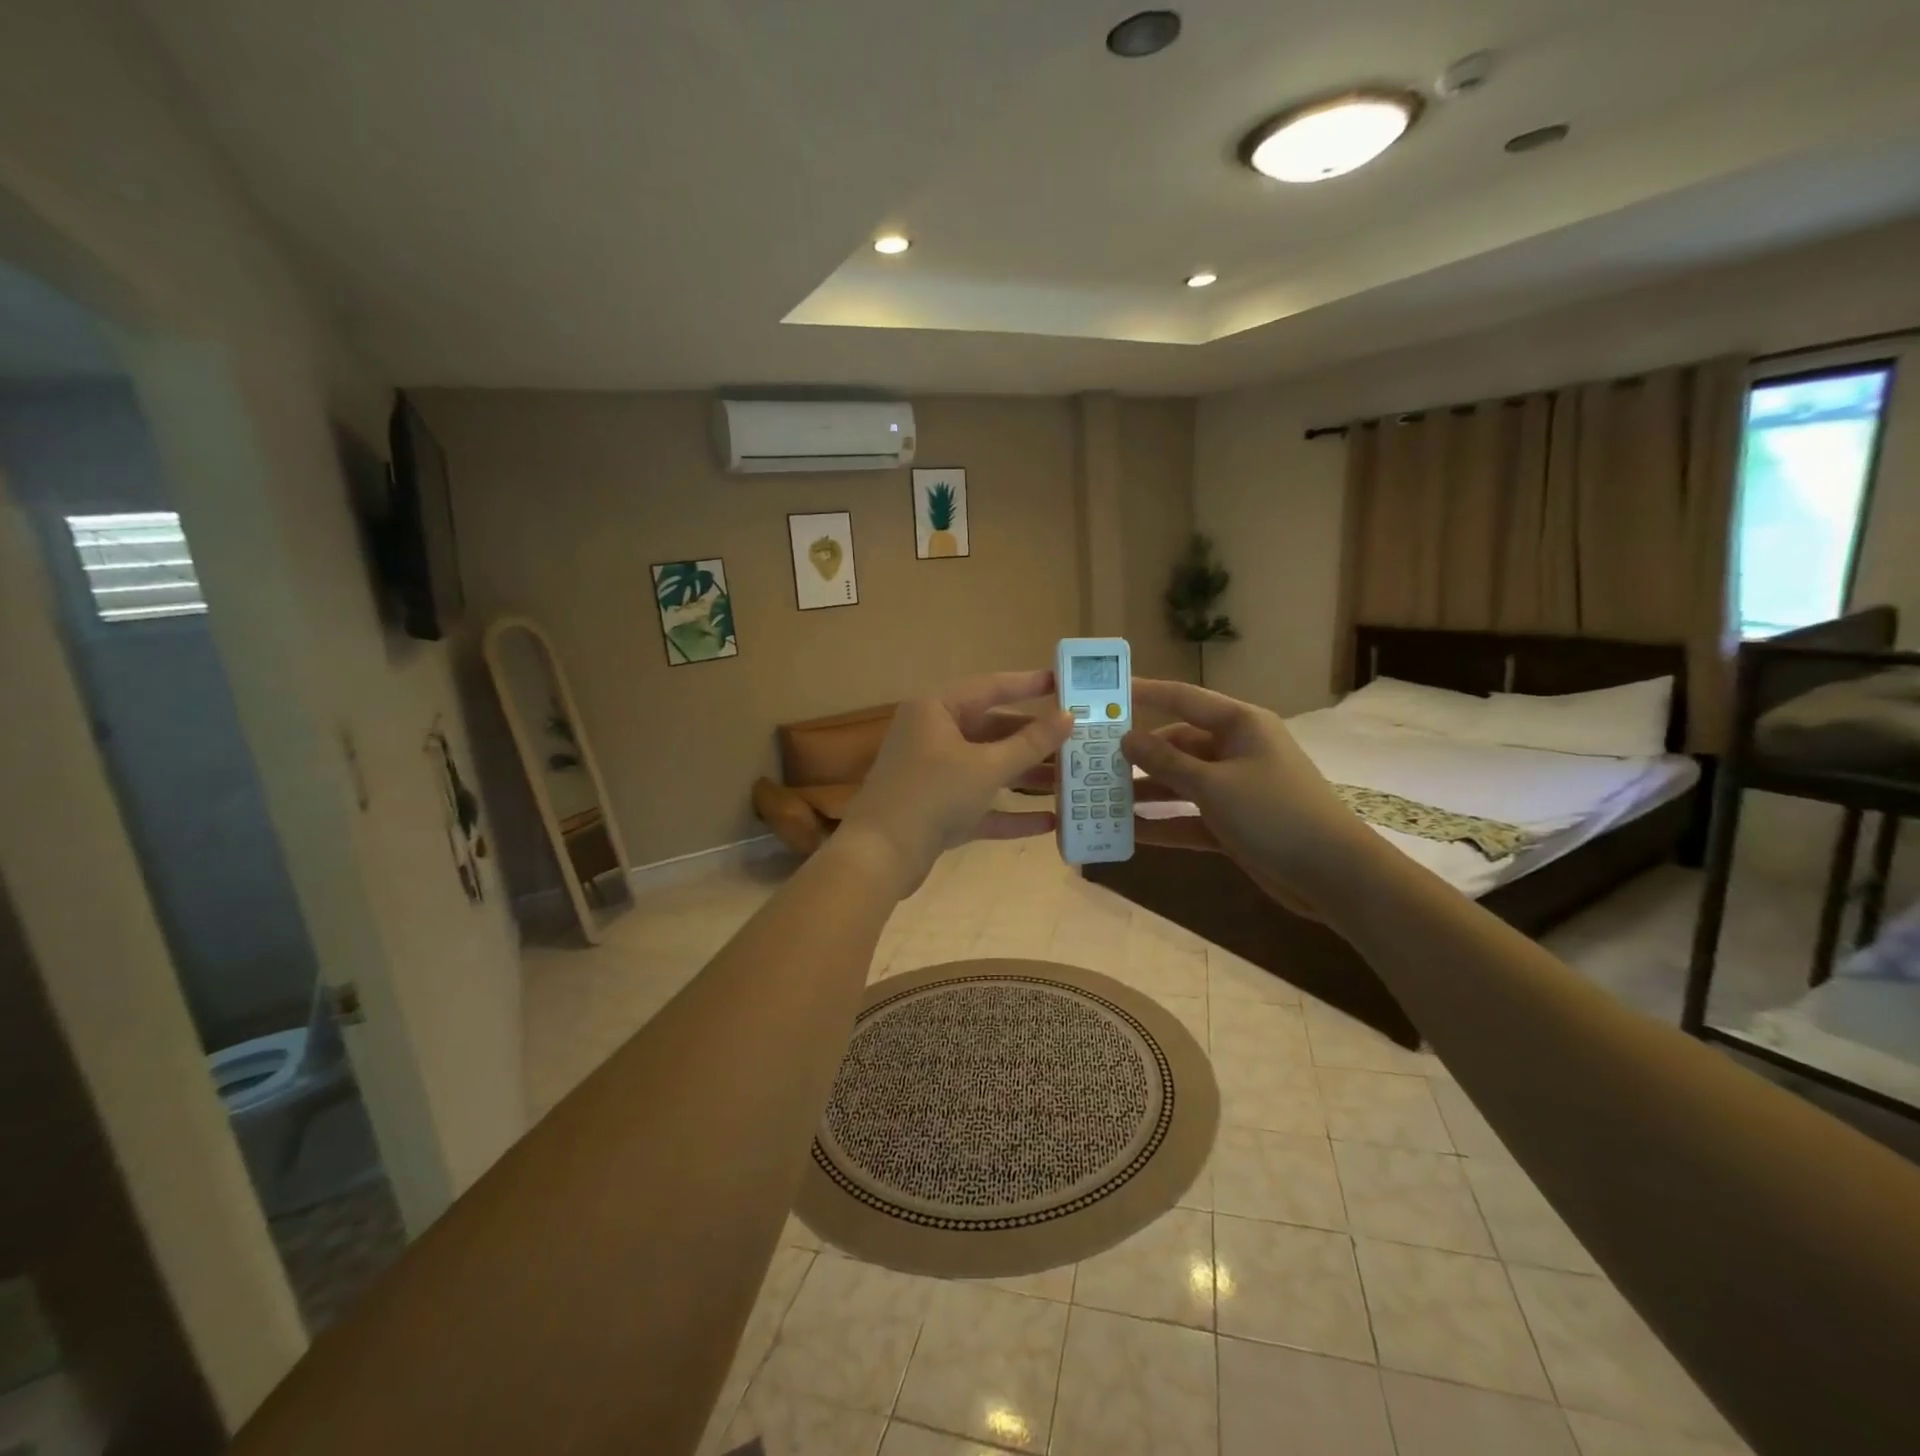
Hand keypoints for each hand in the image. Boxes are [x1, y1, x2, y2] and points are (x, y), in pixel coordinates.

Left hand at [836, 671, 1071, 897]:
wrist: (880, 855)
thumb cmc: (932, 795)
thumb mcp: (986, 767)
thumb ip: (1030, 743)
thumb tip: (1069, 717)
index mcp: (936, 709)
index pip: (990, 687)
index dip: (1029, 684)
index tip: (1065, 683)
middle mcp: (933, 735)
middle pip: (993, 730)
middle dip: (1034, 741)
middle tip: (1077, 741)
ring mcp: (934, 774)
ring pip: (989, 768)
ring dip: (1026, 777)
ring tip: (1070, 782)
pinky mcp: (938, 810)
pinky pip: (981, 803)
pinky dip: (1010, 811)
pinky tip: (1048, 822)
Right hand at [1118, 679, 1381, 916]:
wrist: (1333, 875)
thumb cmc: (1274, 813)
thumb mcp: (1214, 785)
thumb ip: (1166, 762)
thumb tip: (1127, 739)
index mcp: (1240, 725)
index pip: (1184, 699)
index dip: (1145, 693)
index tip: (1107, 692)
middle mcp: (1236, 751)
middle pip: (1177, 745)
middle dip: (1138, 755)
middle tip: (1093, 760)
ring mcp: (1236, 789)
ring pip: (1181, 783)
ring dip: (1146, 792)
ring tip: (1100, 798)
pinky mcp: (1234, 823)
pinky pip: (1189, 817)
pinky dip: (1164, 823)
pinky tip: (1128, 832)